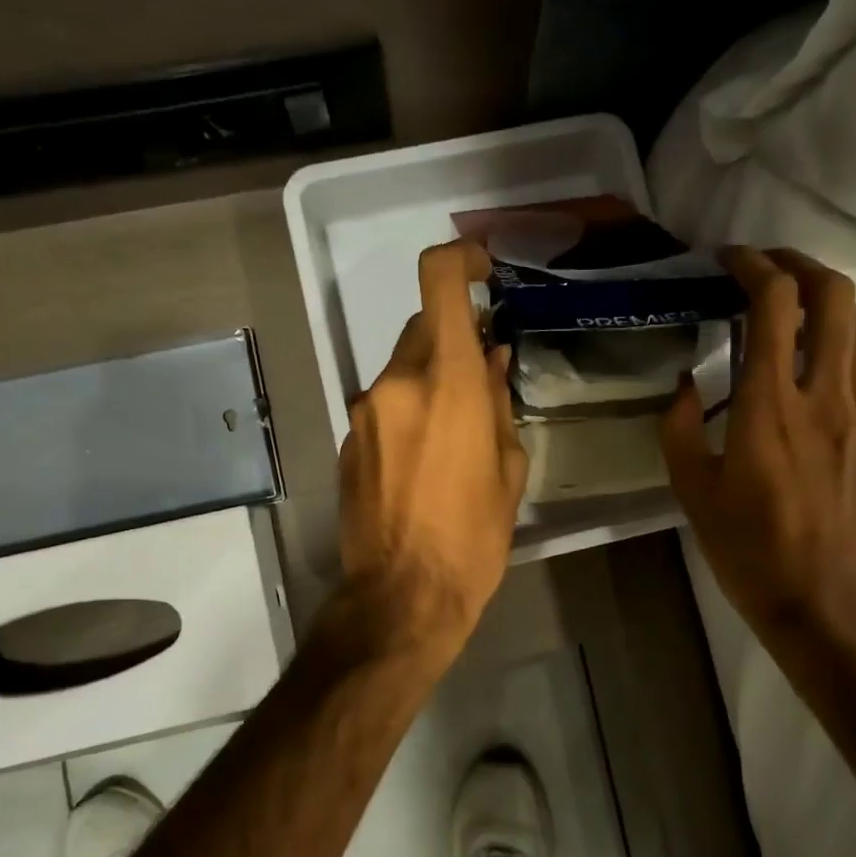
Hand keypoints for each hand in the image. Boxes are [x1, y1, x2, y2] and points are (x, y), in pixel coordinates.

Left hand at [338, 240, 527, 657]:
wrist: (402, 597)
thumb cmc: (473, 538)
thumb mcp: (508, 471)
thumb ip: (498, 404)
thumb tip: (491, 362)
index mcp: (445, 381)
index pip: (438, 282)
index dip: (459, 259)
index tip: (481, 269)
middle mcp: (396, 383)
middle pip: (422, 329)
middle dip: (453, 343)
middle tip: (481, 382)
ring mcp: (364, 411)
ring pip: (402, 369)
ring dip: (429, 380)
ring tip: (455, 435)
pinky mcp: (347, 441)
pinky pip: (384, 405)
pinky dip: (406, 411)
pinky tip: (423, 460)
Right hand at [660, 247, 855, 648]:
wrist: (823, 602)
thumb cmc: (747, 549)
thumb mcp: (691, 490)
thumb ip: (681, 426)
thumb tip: (687, 383)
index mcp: (769, 408)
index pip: (776, 304)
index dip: (753, 265)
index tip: (728, 259)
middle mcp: (825, 396)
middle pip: (836, 295)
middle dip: (800, 264)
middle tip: (765, 269)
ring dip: (824, 300)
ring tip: (789, 308)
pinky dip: (836, 342)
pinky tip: (808, 365)